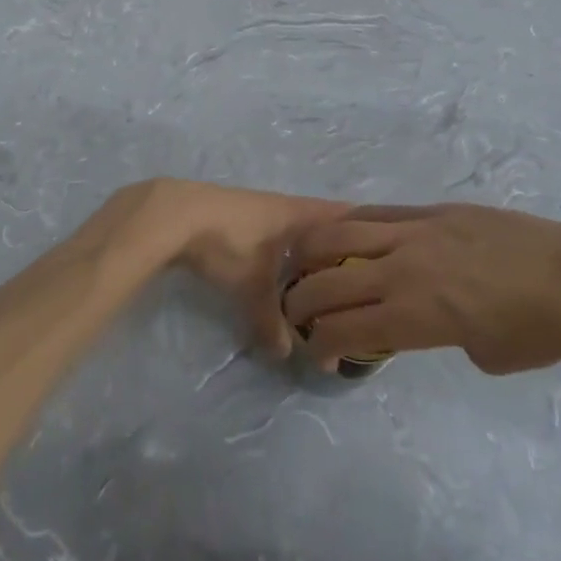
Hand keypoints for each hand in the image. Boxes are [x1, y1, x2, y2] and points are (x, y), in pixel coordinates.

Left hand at [124, 180, 346, 358]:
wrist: (173, 216)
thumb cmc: (228, 243)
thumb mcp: (253, 289)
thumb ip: (271, 322)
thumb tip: (285, 354)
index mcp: (299, 214)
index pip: (345, 216)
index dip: (366, 229)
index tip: (388, 247)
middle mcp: (283, 206)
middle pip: (321, 224)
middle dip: (336, 248)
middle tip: (356, 277)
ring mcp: (257, 208)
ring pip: (293, 230)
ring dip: (304, 250)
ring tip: (318, 280)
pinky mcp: (234, 216)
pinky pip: (270, 234)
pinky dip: (278, 251)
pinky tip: (274, 270)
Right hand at [281, 204, 560, 373]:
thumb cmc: (538, 333)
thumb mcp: (481, 354)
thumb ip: (439, 337)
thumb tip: (427, 322)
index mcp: (414, 315)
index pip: (344, 328)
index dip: (320, 344)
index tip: (317, 352)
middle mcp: (401, 270)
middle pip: (328, 280)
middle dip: (302, 300)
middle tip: (298, 311)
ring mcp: (414, 232)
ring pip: (340, 233)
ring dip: (313, 252)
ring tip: (305, 264)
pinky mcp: (431, 210)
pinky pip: (377, 213)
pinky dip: (350, 225)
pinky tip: (343, 234)